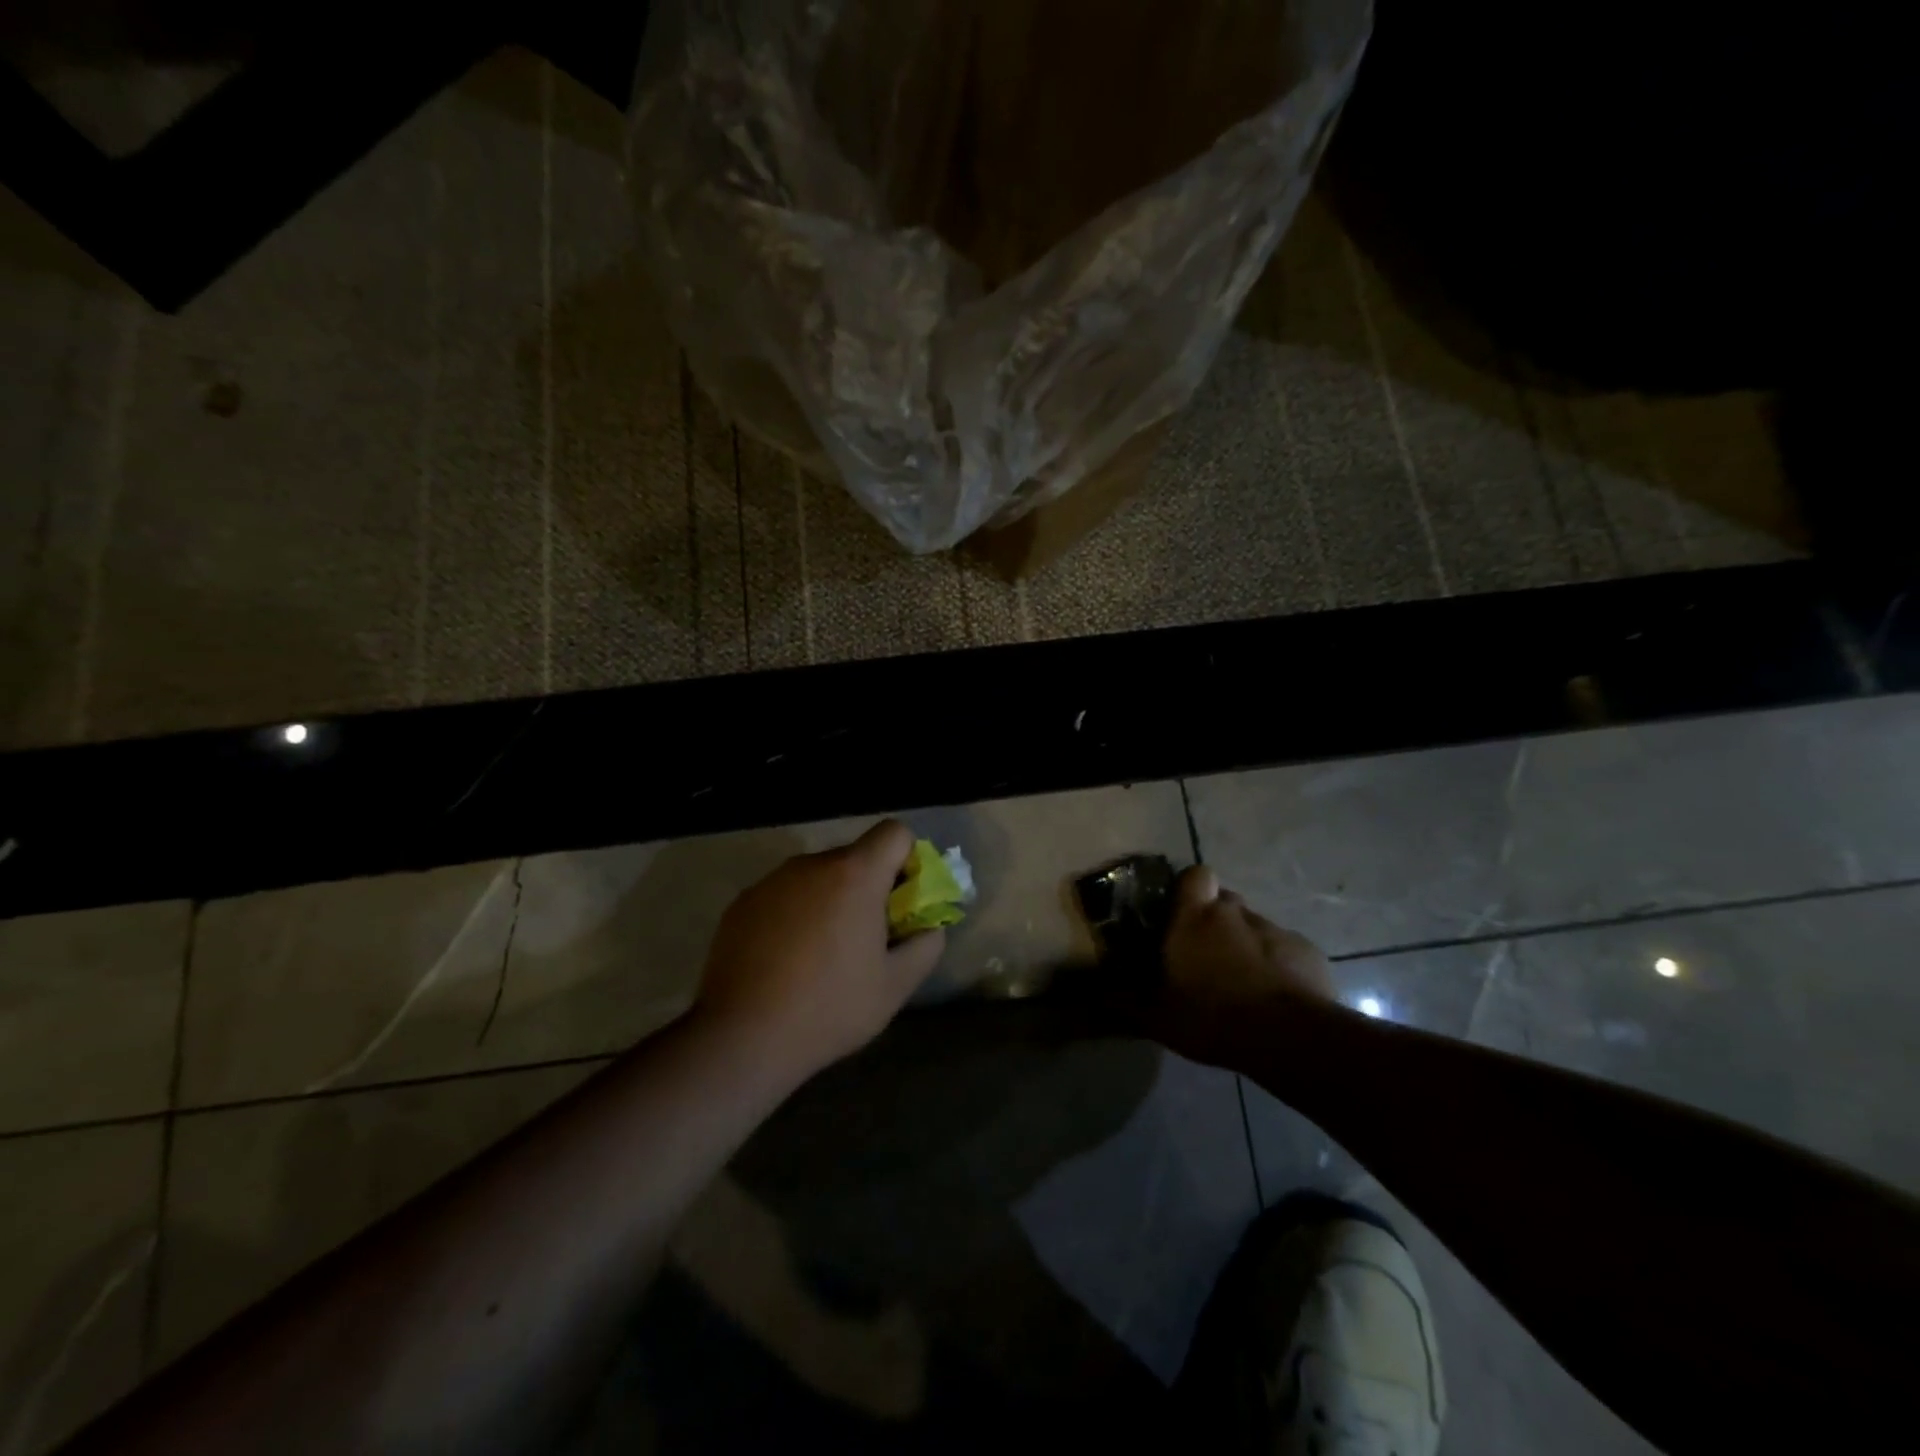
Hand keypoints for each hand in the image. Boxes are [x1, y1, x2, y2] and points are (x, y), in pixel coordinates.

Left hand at [693, 820, 945, 1077]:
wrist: (741, 1037)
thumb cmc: (829, 1008)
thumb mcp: (895, 986)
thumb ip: (926, 945)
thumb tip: (929, 926)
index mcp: (855, 875)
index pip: (894, 832)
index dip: (907, 860)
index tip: (902, 901)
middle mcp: (812, 864)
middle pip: (855, 857)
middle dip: (868, 887)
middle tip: (866, 938)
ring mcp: (771, 881)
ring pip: (817, 877)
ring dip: (830, 901)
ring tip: (822, 955)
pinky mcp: (742, 902)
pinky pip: (784, 896)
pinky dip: (794, 915)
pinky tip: (785, 961)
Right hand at [1146, 865, 1332, 1065]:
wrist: (1289, 1038)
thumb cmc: (1212, 1017)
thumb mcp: (1157, 1017)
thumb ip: (1126, 1001)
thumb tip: (1096, 994)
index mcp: (1195, 918)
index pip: (1195, 875)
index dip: (1191, 888)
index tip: (1183, 912)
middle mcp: (1234, 913)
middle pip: (1225, 902)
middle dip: (1217, 921)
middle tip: (1207, 955)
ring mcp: (1275, 930)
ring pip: (1254, 927)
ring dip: (1246, 946)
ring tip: (1242, 983)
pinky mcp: (1307, 951)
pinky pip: (1285, 950)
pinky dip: (1277, 965)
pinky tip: (1275, 997)